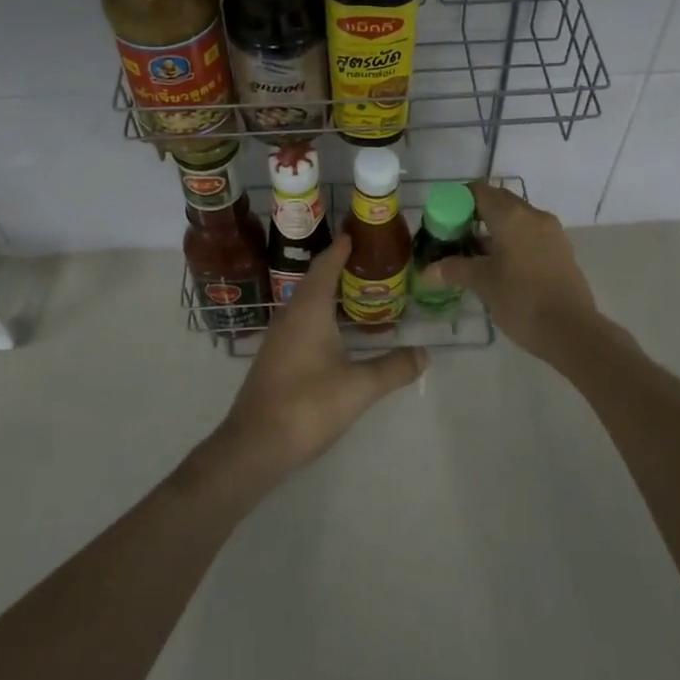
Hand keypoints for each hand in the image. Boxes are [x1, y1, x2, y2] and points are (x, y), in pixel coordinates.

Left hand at [210, 235, 427, 484]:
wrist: (254, 445)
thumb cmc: (308, 405)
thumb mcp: (358, 387)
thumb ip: (393, 368)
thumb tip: (424, 354)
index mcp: (308, 310)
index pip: (326, 266)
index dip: (341, 249)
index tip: (357, 233)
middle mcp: (290, 315)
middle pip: (316, 281)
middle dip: (340, 269)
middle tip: (370, 263)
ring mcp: (279, 338)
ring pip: (308, 304)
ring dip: (332, 295)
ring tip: (362, 295)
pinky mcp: (275, 358)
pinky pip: (302, 323)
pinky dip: (323, 317)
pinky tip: (340, 335)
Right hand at [419, 181, 607, 368]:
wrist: (573, 332)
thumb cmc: (522, 301)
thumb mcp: (483, 284)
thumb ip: (454, 270)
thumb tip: (426, 272)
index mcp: (512, 216)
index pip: (479, 191)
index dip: (457, 200)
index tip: (443, 219)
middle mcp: (533, 215)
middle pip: (499, 202)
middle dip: (475, 214)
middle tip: (454, 236)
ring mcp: (551, 232)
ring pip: (516, 219)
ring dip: (494, 229)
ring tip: (473, 254)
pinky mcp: (561, 250)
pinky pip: (530, 234)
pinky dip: (512, 240)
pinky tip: (499, 266)